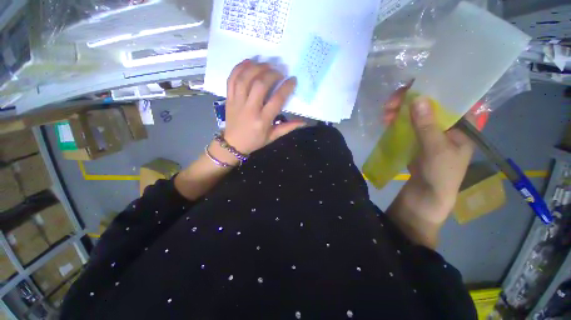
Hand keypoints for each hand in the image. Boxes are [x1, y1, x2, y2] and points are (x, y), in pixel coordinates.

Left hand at [223, 60, 305, 154]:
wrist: (233, 144)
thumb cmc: (255, 141)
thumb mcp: (273, 137)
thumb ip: (288, 127)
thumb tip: (304, 122)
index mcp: (262, 121)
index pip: (276, 100)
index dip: (286, 87)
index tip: (292, 80)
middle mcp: (249, 109)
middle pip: (260, 85)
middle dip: (272, 74)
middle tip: (279, 71)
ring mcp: (237, 102)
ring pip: (245, 79)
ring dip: (257, 68)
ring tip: (266, 64)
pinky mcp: (229, 98)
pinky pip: (231, 79)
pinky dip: (239, 68)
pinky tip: (249, 62)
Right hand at [385, 87, 473, 224]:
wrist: (427, 195)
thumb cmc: (440, 174)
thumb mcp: (436, 149)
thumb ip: (427, 125)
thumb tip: (418, 98)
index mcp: (460, 125)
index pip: (449, 99)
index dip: (432, 90)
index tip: (412, 87)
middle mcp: (445, 125)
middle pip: (428, 104)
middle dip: (409, 101)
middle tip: (391, 104)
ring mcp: (429, 132)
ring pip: (414, 114)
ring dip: (400, 111)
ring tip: (385, 114)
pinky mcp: (416, 139)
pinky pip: (406, 124)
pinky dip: (396, 121)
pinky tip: (387, 121)